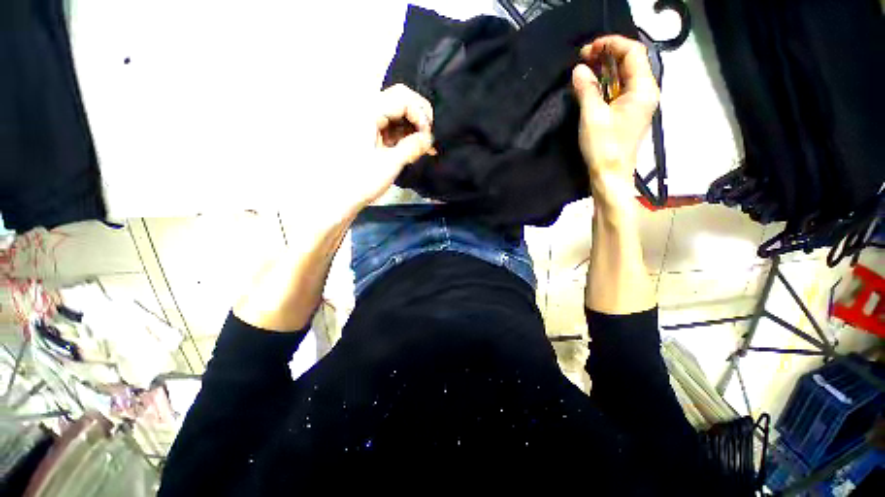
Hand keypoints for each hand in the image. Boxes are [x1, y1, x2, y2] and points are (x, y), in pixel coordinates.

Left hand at [353, 84, 434, 210]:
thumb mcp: (391, 164)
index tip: (427, 137)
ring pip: (397, 113)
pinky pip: (390, 125)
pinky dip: (404, 134)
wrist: (340, 196)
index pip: (403, 98)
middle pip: (400, 100)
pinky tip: (413, 147)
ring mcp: (366, 120)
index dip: (421, 115)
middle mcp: (365, 109)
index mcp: (367, 112)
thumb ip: (412, 147)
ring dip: (413, 127)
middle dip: (419, 117)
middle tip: (428, 138)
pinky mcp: (368, 132)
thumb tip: (430, 138)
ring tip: (424, 147)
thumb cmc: (362, 181)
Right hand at [572, 36, 659, 187]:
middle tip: (583, 58)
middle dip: (607, 55)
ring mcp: (638, 103)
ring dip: (605, 69)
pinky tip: (592, 85)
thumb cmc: (604, 147)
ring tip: (584, 69)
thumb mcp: (592, 117)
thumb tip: (579, 70)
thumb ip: (587, 90)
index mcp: (643, 89)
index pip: (633, 53)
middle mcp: (645, 92)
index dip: (612, 45)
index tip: (589, 49)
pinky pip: (620, 89)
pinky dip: (606, 83)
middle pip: (630, 62)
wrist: (610, 175)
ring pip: (625, 75)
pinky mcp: (629, 113)